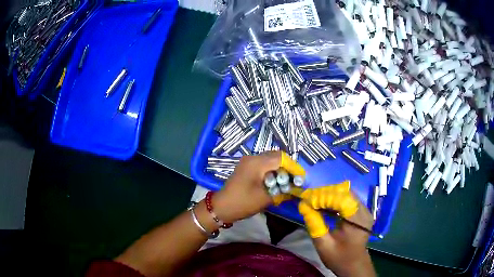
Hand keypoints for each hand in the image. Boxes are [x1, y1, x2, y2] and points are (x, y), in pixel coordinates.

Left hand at [212, 151, 304, 222]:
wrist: (221, 207)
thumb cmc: (243, 202)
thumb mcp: (266, 198)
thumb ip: (283, 192)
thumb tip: (297, 189)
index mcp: (257, 163)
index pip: (281, 158)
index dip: (293, 167)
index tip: (300, 178)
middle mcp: (253, 158)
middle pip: (276, 156)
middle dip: (287, 167)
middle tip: (294, 180)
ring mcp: (248, 161)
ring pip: (270, 159)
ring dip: (279, 168)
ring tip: (286, 181)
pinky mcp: (246, 167)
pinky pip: (263, 164)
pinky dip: (271, 170)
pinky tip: (275, 181)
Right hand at [298, 184, 375, 276]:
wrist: (354, 265)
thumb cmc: (339, 258)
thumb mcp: (323, 245)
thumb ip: (314, 225)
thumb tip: (304, 206)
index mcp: (357, 221)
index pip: (341, 199)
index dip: (323, 196)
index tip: (306, 199)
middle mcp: (364, 211)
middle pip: (345, 193)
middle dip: (326, 193)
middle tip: (309, 198)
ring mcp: (365, 210)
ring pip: (347, 193)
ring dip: (330, 195)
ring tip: (314, 201)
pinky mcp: (362, 211)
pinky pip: (349, 199)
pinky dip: (336, 200)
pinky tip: (325, 205)